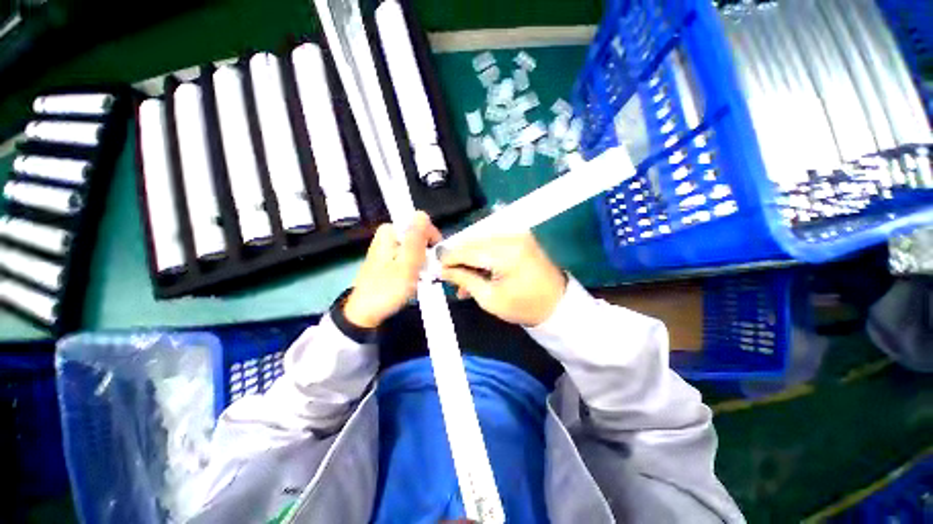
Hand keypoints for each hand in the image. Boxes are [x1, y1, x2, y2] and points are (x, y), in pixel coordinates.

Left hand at [343, 211, 440, 328]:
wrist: (365, 313)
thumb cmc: (387, 289)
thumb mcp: (406, 264)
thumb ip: (415, 239)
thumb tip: (422, 213)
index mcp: (390, 231)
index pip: (421, 223)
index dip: (431, 240)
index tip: (433, 259)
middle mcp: (388, 235)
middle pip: (420, 236)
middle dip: (427, 254)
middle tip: (425, 272)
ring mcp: (388, 248)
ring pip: (417, 248)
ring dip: (423, 263)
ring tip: (420, 279)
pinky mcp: (389, 259)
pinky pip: (410, 257)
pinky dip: (416, 267)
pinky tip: (414, 280)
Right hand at [440, 233, 567, 325]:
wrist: (557, 304)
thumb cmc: (524, 306)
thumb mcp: (489, 298)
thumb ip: (464, 279)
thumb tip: (443, 269)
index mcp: (505, 253)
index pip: (467, 250)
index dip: (448, 258)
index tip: (435, 267)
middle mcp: (511, 236)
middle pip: (473, 242)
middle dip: (458, 258)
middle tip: (449, 276)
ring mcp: (517, 234)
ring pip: (481, 242)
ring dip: (469, 258)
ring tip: (463, 280)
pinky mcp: (520, 237)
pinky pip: (492, 243)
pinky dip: (482, 255)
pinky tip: (477, 271)